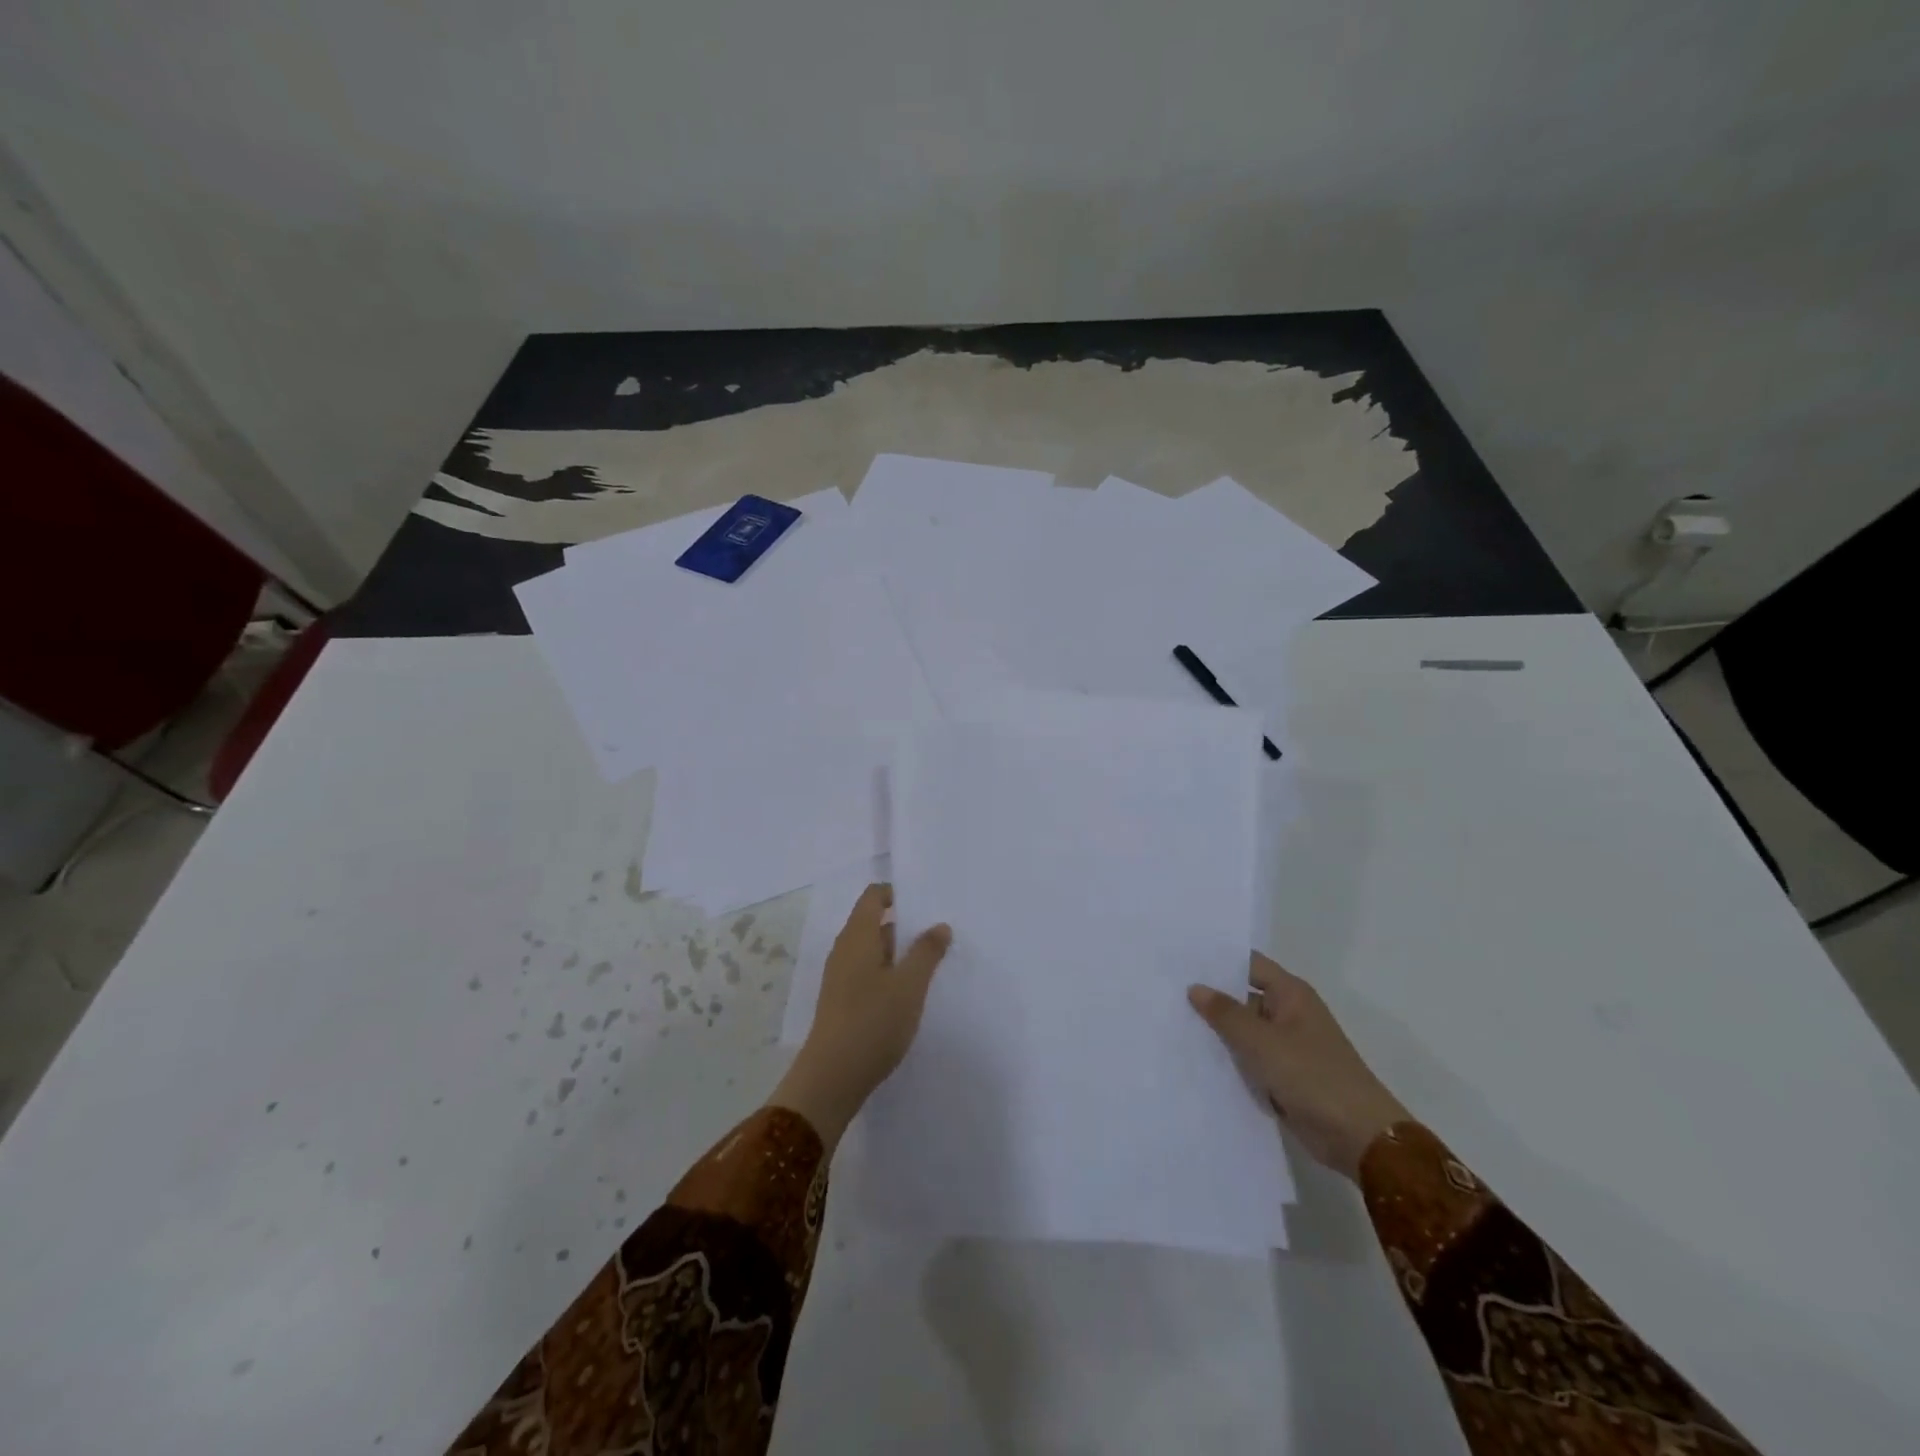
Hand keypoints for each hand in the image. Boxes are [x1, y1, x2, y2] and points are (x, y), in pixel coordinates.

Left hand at [770, 884, 951, 1149]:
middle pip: (873, 922)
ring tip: (932, 962)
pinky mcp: (842, 1001)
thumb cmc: (873, 1021)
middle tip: (938, 932)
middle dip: (904, 924)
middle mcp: (845, 950)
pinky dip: (889, 973)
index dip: (897, 893)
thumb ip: (926, 952)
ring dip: (899, 952)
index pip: (873, 896)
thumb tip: (939, 925)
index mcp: (858, 936)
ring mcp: (840, 977)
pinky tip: (909, 993)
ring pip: (872, 950)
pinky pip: (868, 973)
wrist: (832, 1077)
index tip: (926, 902)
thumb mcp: (910, 985)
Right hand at [1187, 953, 1409, 1180]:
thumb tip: (1195, 987)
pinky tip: (1194, 1058)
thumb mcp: (1261, 1041)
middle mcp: (1288, 1013)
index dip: (1216, 961)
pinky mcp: (1283, 1076)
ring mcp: (1286, 1046)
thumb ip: (1226, 1013)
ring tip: (1170, 1023)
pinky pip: (1249, 1059)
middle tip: (1165, 992)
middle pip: (1242, 997)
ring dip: (1216, 1032)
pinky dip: (1228, 1059)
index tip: (1180, 959)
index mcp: (1290, 994)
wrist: (1359, 1138)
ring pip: (1243, 1031)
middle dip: (1210, 998)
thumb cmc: (1312, 1076)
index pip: (1248, 964)